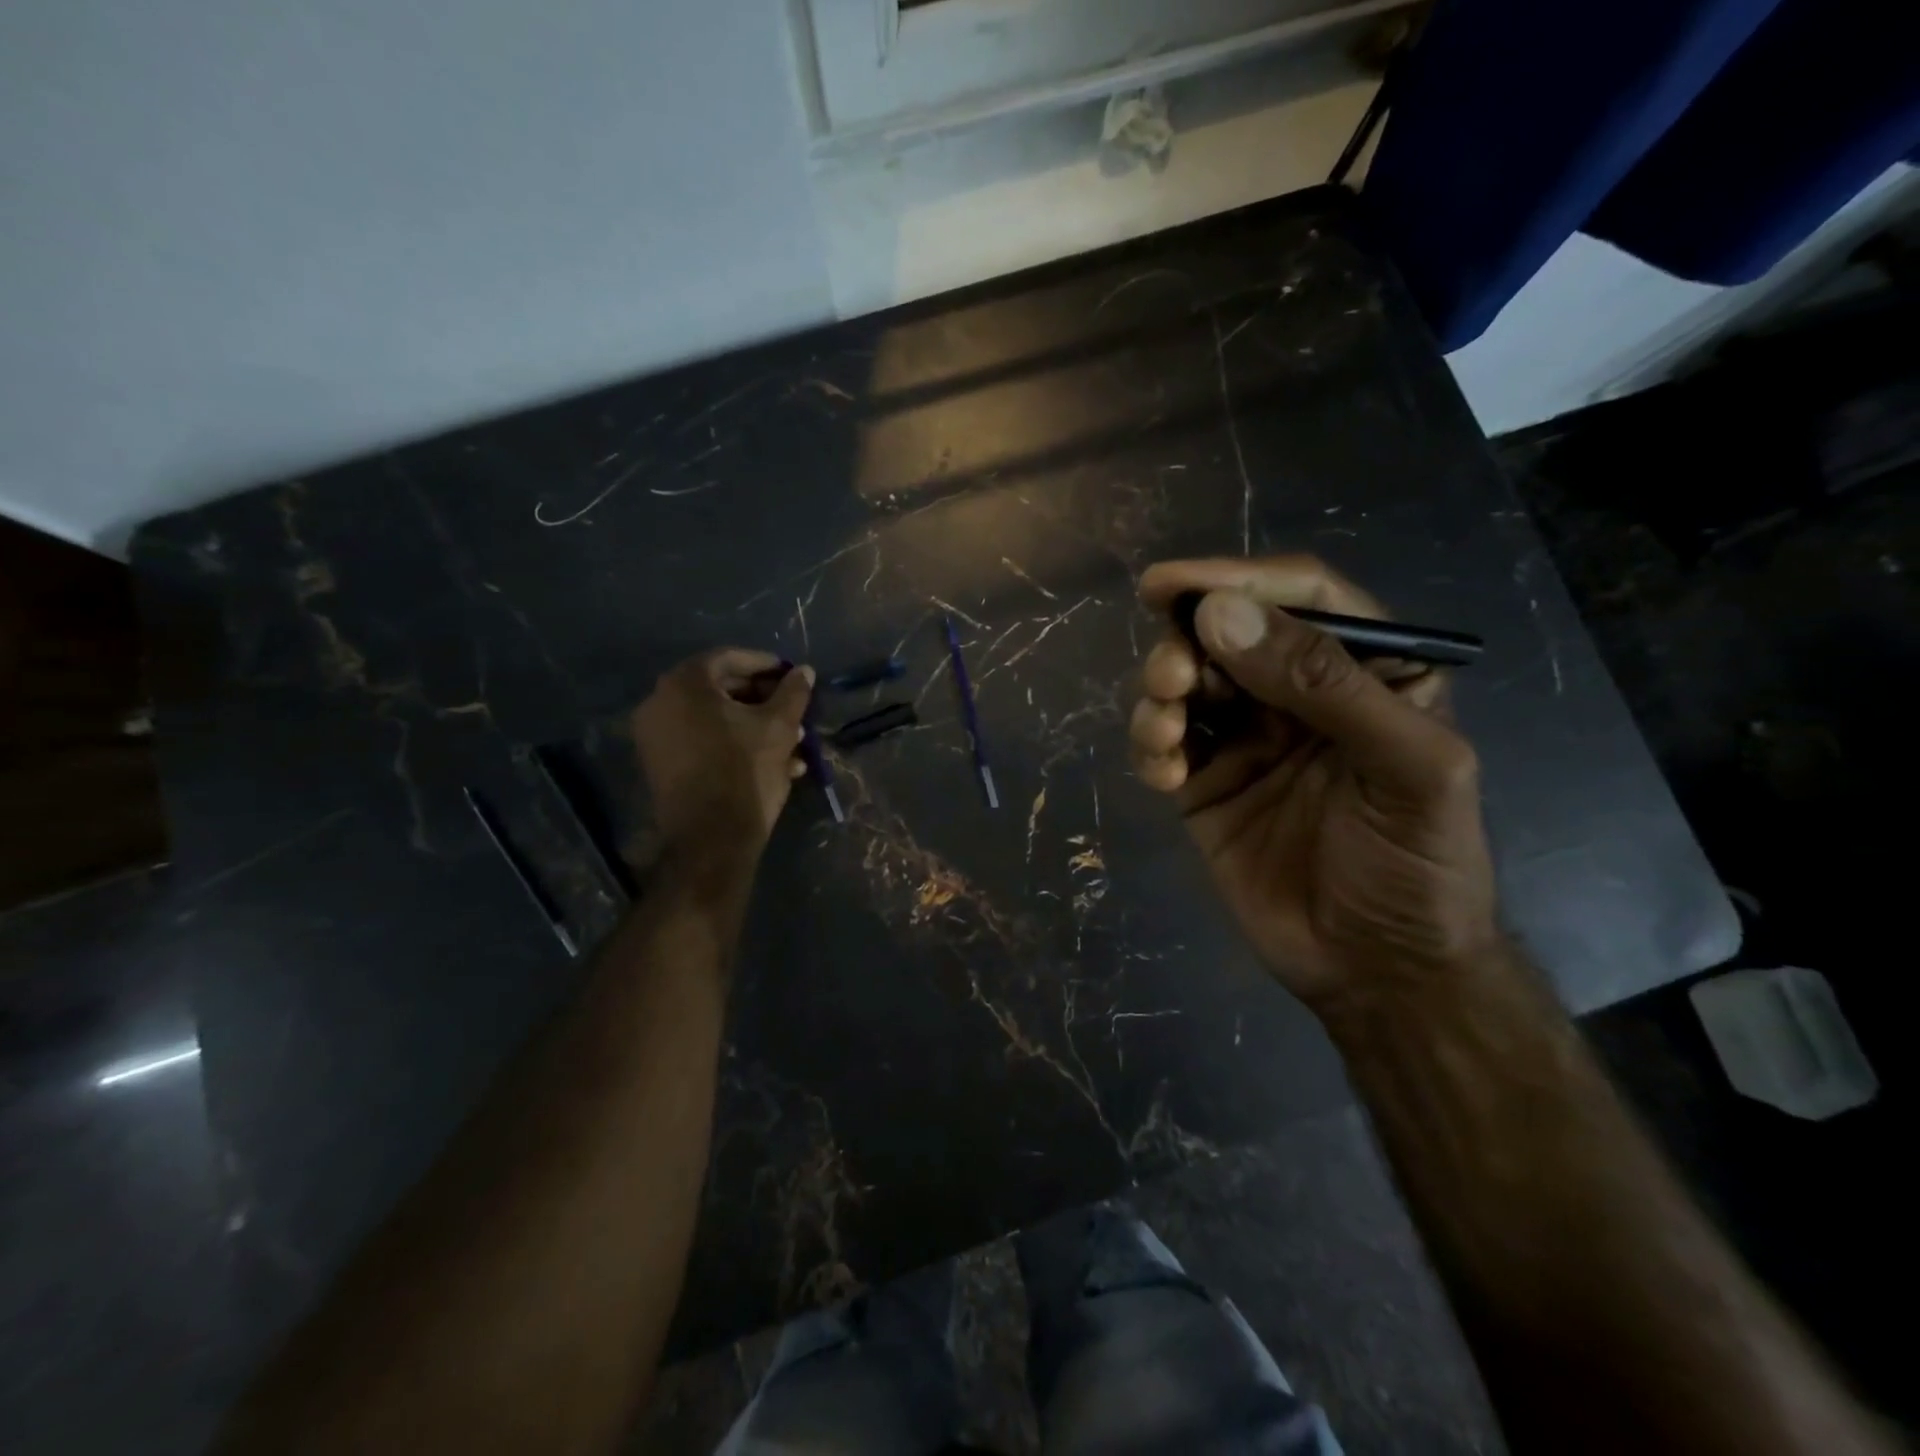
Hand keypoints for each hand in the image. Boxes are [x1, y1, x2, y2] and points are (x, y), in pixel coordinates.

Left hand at [632, 650, 813, 856]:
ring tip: (792, 741)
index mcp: (685, 683)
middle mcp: (660, 701)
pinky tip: (772, 762)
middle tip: (793, 709)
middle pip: (719, 688)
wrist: (711, 837)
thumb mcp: (780, 726)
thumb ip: (793, 692)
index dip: (766, 664)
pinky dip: (733, 743)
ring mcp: (655, 735)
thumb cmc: (746, 770)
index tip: (792, 676)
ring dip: (753, 724)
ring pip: (714, 718)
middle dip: (762, 698)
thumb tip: (805, 671)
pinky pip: (702, 740)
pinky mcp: (660, 764)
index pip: (729, 658)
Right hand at [1130, 556, 1498, 1010]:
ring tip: (1165, 735)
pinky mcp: (1205, 782)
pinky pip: (1163, 743)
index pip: (1300, 598)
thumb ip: (1323, 685)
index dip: (1235, 579)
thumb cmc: (1417, 867)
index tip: (1168, 586)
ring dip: (1161, 696)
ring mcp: (1246, 738)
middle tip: (1172, 680)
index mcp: (1368, 671)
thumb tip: (1219, 615)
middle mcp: (1299, 693)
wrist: (1378, 972)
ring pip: (1185, 683)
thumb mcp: (1405, 768)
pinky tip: (1163, 778)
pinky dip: (1150, 748)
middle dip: (1187, 646)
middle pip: (1226, 634)